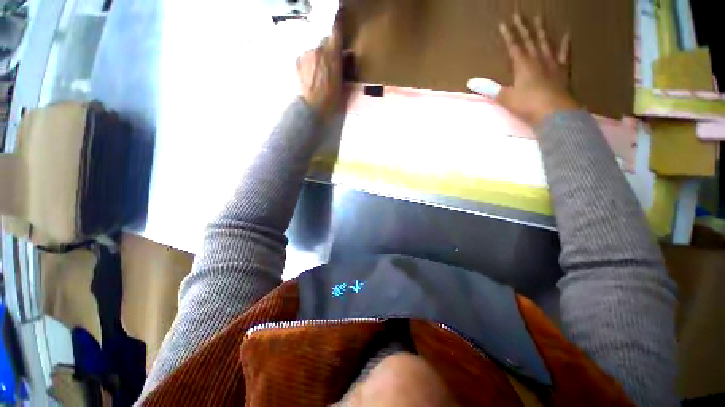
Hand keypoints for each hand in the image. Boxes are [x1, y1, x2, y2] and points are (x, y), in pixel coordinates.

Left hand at [297, 13, 346, 121]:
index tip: (341, 12)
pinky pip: (306, 55)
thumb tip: (347, 57)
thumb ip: (346, 68)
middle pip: (324, 39)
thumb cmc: (333, 100)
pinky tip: (312, 72)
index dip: (340, 20)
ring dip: (318, 54)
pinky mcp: (297, 61)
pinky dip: (310, 60)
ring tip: (320, 70)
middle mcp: (318, 48)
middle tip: (332, 59)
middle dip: (329, 46)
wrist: (313, 109)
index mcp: (332, 54)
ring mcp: (306, 54)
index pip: (337, 29)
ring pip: (314, 47)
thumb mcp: (344, 84)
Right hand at [496, 15, 578, 126]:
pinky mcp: (563, 71)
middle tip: (520, 14)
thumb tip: (470, 82)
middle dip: (523, 28)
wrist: (555, 113)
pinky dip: (565, 44)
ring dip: (541, 31)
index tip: (504, 23)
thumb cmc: (528, 105)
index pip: (513, 47)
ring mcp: (552, 64)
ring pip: (545, 43)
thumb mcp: (505, 98)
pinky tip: (566, 34)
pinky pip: (564, 54)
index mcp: (523, 66)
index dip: (508, 35)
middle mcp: (537, 60)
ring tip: (539, 18)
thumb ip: (489, 88)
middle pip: (529, 41)